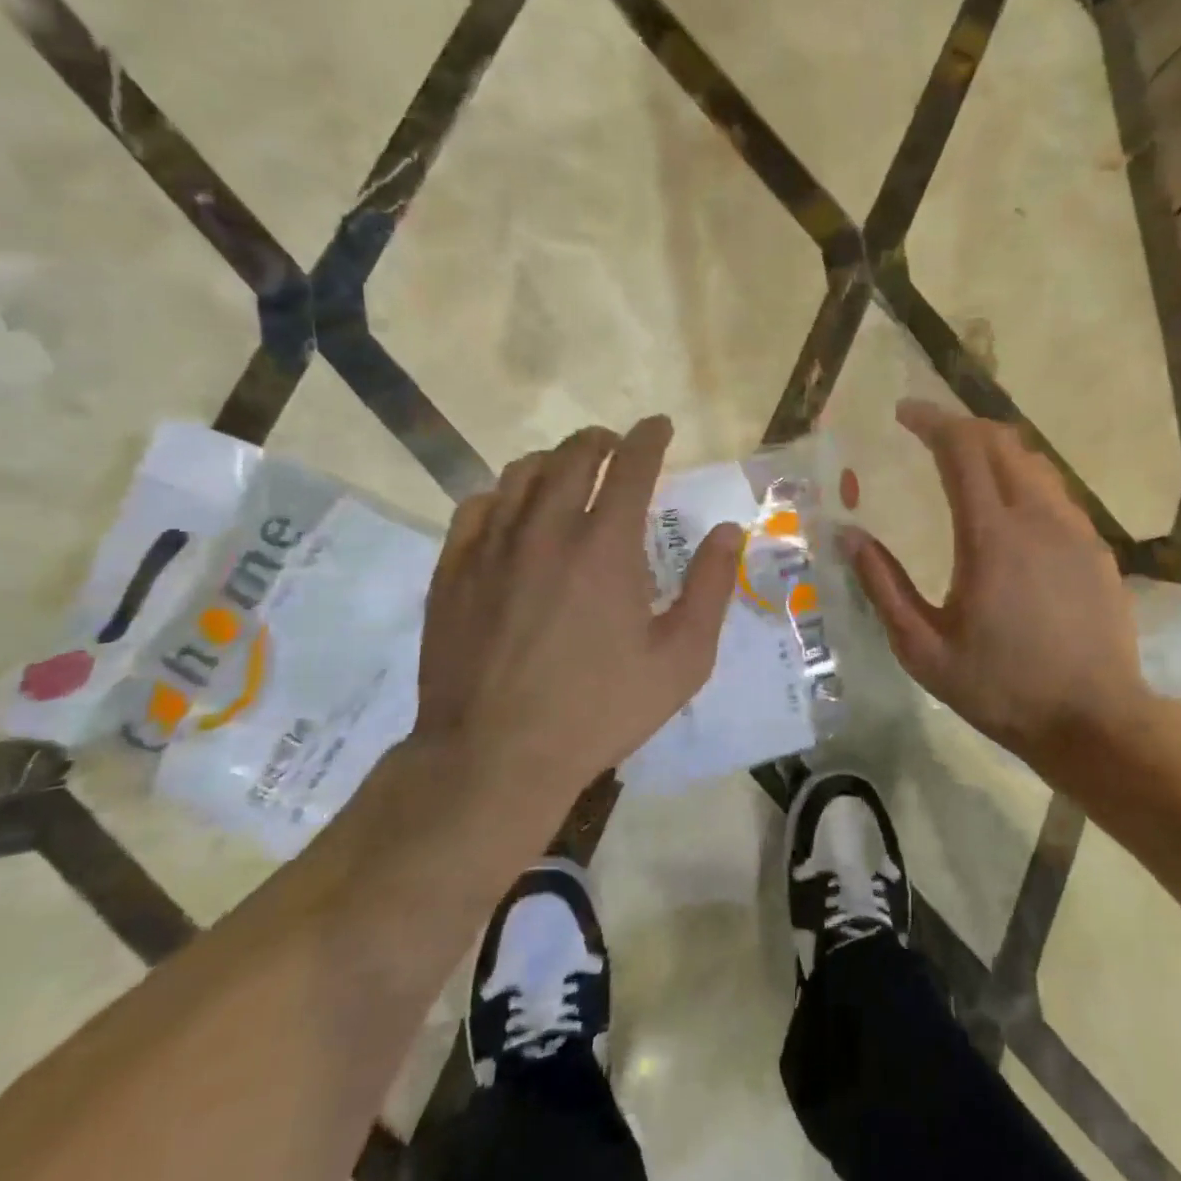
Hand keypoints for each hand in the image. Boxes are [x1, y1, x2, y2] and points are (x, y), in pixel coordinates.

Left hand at [407, 415, 742, 821]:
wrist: (494, 755)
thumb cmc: (599, 710)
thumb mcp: (681, 660)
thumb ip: (710, 588)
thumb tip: (727, 532)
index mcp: (606, 545)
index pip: (632, 464)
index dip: (650, 437)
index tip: (660, 426)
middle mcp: (547, 528)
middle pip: (573, 455)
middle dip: (602, 440)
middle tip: (616, 445)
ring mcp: (492, 546)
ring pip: (522, 473)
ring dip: (554, 460)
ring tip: (568, 470)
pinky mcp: (453, 569)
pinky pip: (477, 505)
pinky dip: (503, 493)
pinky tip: (512, 510)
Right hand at [843, 400, 1158, 799]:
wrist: (1095, 721)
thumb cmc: (1000, 688)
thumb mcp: (923, 648)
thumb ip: (883, 585)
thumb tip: (848, 535)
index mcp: (990, 536)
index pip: (962, 449)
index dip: (931, 421)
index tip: (904, 413)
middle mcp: (1037, 518)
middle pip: (1001, 442)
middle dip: (961, 426)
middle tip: (927, 433)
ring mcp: (1075, 530)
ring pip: (1033, 462)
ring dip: (994, 449)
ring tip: (963, 462)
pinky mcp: (1096, 548)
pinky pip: (1054, 492)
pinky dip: (1022, 479)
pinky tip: (1007, 508)